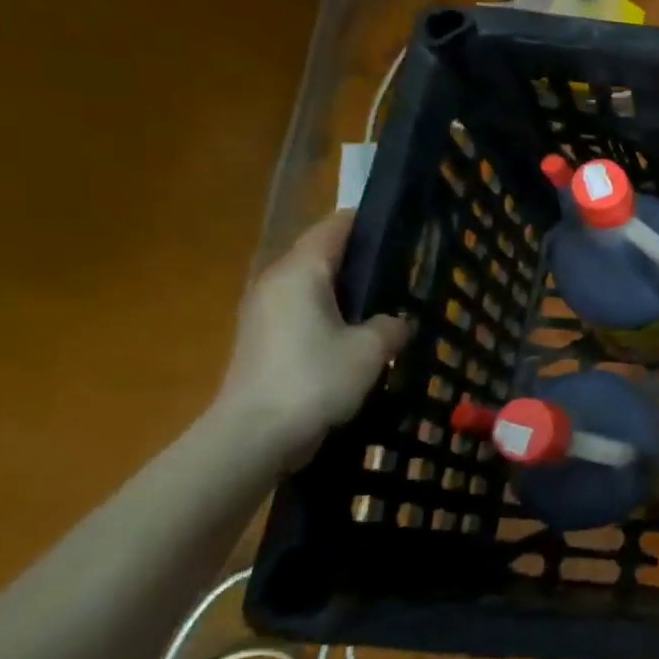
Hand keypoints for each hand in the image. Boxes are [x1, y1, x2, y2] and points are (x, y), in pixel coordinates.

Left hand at [216, 212, 409, 470]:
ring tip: (386, 303)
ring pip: (313, 287)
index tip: (402, 225)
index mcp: (301, 272)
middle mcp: (276, 282)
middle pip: (322, 255)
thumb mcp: (371, 349)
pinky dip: (332, 315)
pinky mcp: (263, 341)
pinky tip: (358, 337)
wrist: (254, 437)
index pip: (335, 227)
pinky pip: (304, 313)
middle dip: (361, 259)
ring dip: (346, 292)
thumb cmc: (315, 379)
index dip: (368, 222)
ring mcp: (264, 313)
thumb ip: (390, 326)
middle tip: (404, 269)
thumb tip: (393, 322)